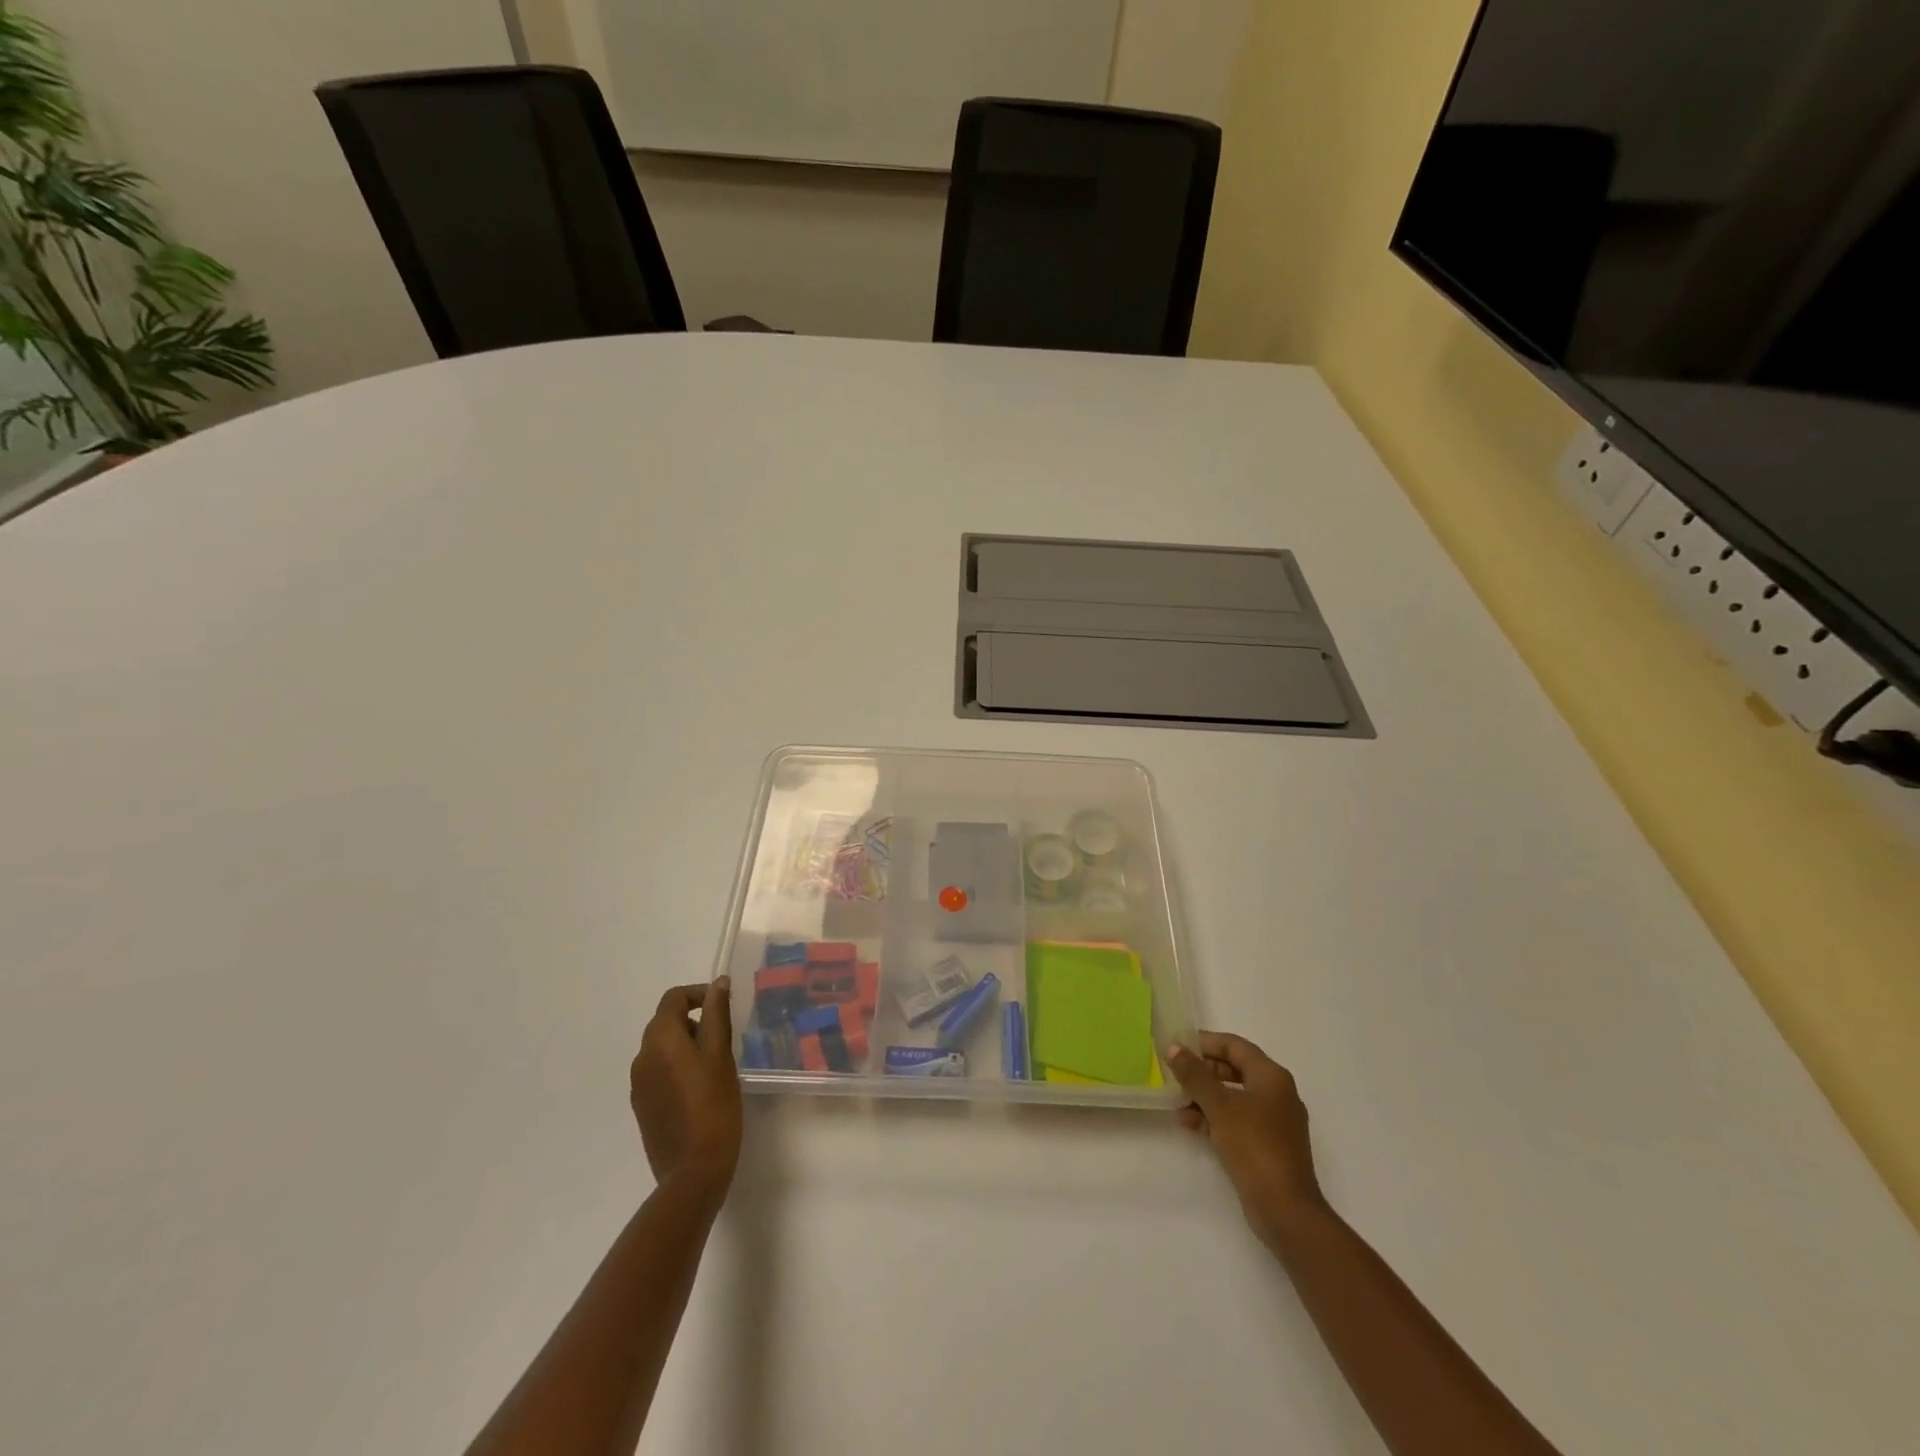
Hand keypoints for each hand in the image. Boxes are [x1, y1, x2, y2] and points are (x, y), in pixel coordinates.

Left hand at [630, 979, 742, 1203]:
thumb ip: (717, 1014)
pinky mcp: (642, 1106)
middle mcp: (641, 1057)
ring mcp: (638, 1084)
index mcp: (659, 1039)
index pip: (673, 998)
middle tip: (725, 1036)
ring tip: (717, 1063)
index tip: (724, 1006)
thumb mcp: (721, 1054)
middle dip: (695, 1020)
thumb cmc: (714, 1105)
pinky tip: (701, 1088)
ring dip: (687, 1044)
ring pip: (663, 1048)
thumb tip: (718, 983)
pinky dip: (678, 1067)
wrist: (693, 1170)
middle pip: (665, 1021)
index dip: (699, 994)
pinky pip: (659, 1072)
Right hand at [1170, 1032, 1324, 1247]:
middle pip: (1234, 1069)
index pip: (1234, 1045)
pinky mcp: (1267, 1145)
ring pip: (1233, 1096)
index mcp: (1271, 1077)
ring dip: (1204, 1096)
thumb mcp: (1219, 1106)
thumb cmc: (1254, 1146)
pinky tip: (1188, 1123)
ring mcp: (1273, 1121)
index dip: (1205, 1042)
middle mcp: (1276, 1093)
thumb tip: (1173, 1047)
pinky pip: (1236, 1120)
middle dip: (1202, 1071)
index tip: (1177, 1046)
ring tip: (1176, 1102)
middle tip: (1174, 1073)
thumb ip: (1194, 1075)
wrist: (1286, 1210)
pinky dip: (1214, 1117)